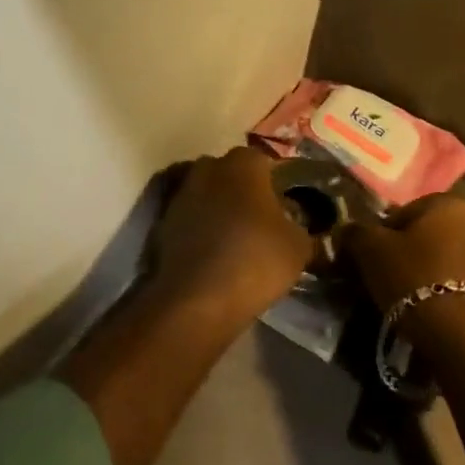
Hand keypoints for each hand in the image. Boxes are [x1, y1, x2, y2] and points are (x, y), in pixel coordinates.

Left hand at [152, 148, 313, 319]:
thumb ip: (301, 228)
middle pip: (233, 175)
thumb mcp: (298, 248)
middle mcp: (210, 167)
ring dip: (220, 212)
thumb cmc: (255, 260)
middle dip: (245, 193)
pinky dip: (201, 232)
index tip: (285, 209)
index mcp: (244, 162)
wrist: (196, 301)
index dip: (276, 185)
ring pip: (209, 196)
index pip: (265, 163)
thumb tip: (297, 227)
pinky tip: (214, 257)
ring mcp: (182, 193)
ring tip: (237, 243)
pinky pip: (191, 220)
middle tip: (261, 223)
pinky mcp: (163, 222)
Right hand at [343, 193, 464, 354]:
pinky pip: (459, 287)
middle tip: (386, 277)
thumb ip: (355, 233)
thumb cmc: (414, 278)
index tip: (371, 257)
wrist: (460, 338)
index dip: (383, 233)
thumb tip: (346, 230)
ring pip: (445, 261)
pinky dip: (444, 295)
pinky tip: (427, 314)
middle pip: (429, 235)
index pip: (406, 211)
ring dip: (428, 274)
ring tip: (405, 300)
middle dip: (409, 252)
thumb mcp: (371, 250)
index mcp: (449, 204)